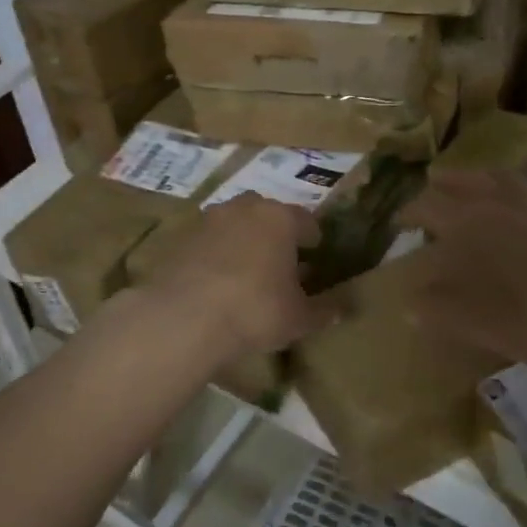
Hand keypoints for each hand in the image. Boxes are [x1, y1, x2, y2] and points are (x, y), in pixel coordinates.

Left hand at [133, 194, 336, 359]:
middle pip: (268, 213)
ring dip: (244, 239)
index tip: (315, 255)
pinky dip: (217, 252)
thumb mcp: (299, 318)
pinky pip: (209, 240)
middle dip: (276, 233)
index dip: (313, 239)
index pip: (306, 221)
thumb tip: (343, 307)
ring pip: (236, 223)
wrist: (186, 317)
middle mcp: (246, 208)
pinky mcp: (182, 236)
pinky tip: (217, 279)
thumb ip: (324, 310)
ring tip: (247, 270)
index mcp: (281, 218)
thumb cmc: (256, 311)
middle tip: (281, 261)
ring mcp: (210, 219)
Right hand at [398, 169, 526, 394]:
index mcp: (469, 224)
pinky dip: (504, 186)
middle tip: (424, 205)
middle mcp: (495, 204)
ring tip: (458, 184)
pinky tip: (506, 202)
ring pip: (492, 177)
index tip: (398, 224)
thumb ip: (438, 309)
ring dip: (469, 178)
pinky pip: (521, 187)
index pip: (426, 207)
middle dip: (435, 191)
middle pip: (457, 184)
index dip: (408, 214)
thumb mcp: (477, 323)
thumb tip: (409, 301)